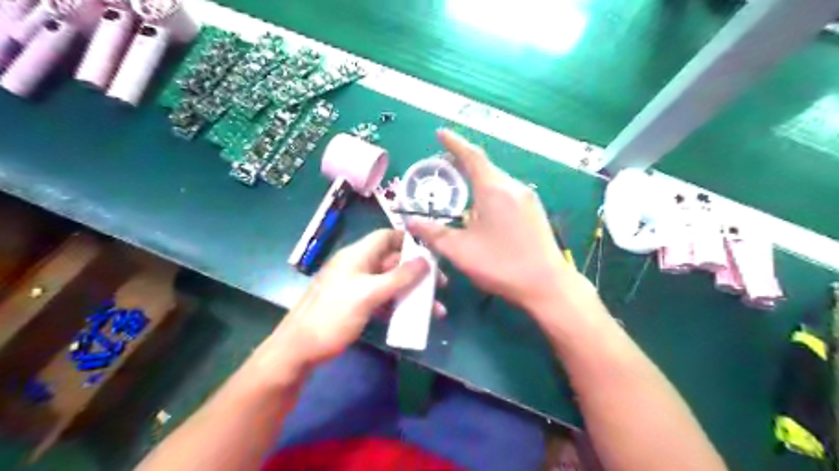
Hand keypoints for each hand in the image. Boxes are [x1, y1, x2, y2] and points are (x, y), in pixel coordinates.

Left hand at [274, 228, 444, 367]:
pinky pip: (384, 300)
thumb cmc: (333, 316)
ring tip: (435, 308)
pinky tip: (414, 318)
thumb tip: (426, 260)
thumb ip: (399, 277)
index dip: (409, 240)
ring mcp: (358, 287)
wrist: (299, 350)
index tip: (432, 252)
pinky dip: (399, 306)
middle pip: (393, 261)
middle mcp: (359, 267)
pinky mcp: (358, 305)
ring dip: (412, 292)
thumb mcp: (368, 294)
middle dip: (417, 272)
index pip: (386, 237)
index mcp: (357, 255)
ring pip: (391, 283)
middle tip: (440, 285)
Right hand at [409, 131, 585, 311]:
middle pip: (485, 167)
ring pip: (497, 181)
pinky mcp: (535, 211)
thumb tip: (411, 223)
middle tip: (444, 167)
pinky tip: (484, 209)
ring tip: (461, 189)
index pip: (471, 156)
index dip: (454, 143)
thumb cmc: (501, 265)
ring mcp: (528, 199)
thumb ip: (433, 234)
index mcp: (494, 189)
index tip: (440, 132)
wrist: (547, 285)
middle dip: (463, 163)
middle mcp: (513, 187)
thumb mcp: (460, 250)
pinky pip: (507, 192)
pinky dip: (490, 192)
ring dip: (477, 180)